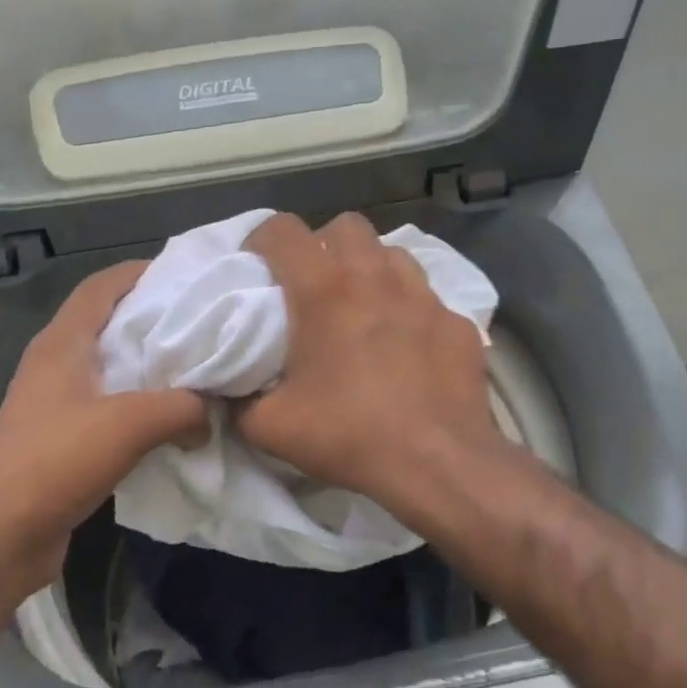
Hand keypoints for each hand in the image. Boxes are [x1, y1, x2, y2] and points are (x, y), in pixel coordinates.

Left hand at [0, 261, 204, 599]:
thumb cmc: (53, 463)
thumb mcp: (127, 425)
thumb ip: (181, 408)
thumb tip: (210, 414)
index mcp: (63, 343)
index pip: (102, 286)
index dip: (141, 272)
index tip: (189, 276)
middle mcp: (57, 364)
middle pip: (111, 323)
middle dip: (156, 319)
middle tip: (207, 323)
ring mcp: (58, 403)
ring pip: (114, 368)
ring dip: (152, 367)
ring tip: (200, 369)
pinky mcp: (64, 439)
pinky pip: (112, 407)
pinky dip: (144, 406)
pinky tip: (176, 421)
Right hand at [237, 212, 508, 518]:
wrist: (438, 462)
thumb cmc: (349, 435)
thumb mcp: (270, 427)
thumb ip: (238, 401)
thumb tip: (230, 391)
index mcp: (323, 290)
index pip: (283, 229)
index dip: (262, 240)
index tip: (258, 268)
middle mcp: (375, 277)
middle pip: (345, 225)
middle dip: (323, 243)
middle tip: (314, 284)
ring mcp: (423, 295)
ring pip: (392, 253)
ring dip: (370, 268)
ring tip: (363, 306)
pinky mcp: (456, 320)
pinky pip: (427, 296)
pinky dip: (410, 308)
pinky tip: (408, 345)